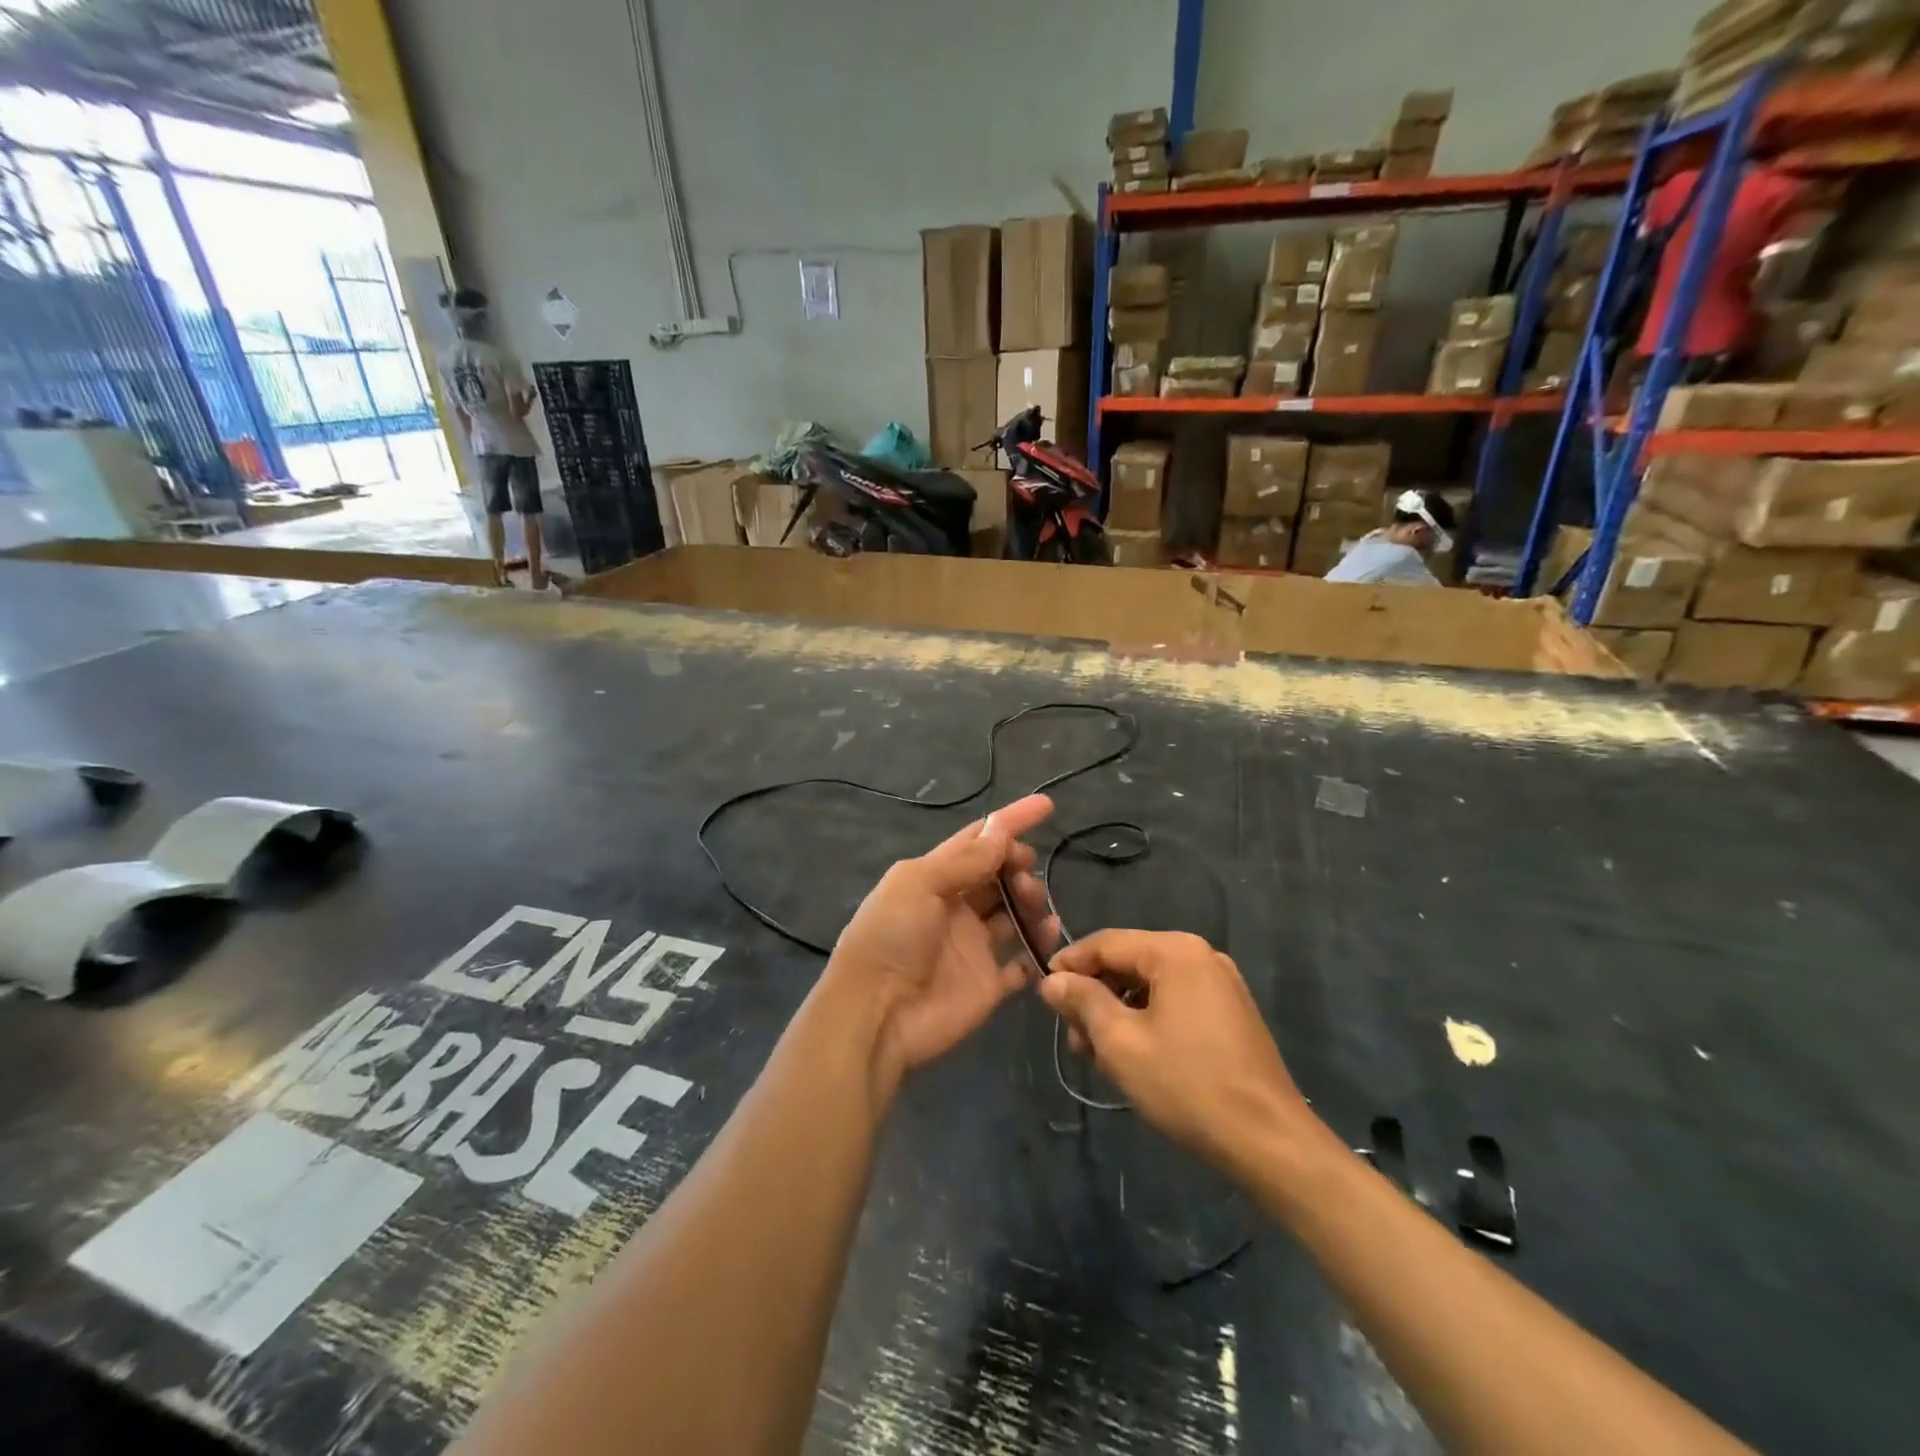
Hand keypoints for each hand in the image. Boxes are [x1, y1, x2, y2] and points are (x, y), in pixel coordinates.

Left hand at [827, 794, 1058, 1088]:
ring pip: (1015, 914)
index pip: (978, 841)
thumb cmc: (891, 937)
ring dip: (1031, 903)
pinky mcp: (988, 984)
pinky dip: (1038, 949)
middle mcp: (956, 908)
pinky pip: (1022, 963)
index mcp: (934, 878)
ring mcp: (974, 947)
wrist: (876, 1014)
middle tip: (1026, 876)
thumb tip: (1002, 831)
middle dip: (1019, 867)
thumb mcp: (920, 884)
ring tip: (1035, 907)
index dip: (1010, 822)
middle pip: (999, 876)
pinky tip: (1047, 939)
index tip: (1046, 806)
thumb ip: (965, 860)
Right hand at [1039, 930, 1310, 1176]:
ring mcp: (1221, 983)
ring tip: (1097, 1054)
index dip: (1069, 963)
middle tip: (1071, 1036)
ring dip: (1118, 1012)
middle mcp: (1201, 955)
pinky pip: (1175, 1001)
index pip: (1106, 942)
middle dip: (1095, 995)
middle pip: (1129, 962)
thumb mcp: (1120, 1042)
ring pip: (1150, 985)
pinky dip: (1147, 1020)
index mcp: (1175, 951)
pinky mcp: (1231, 1012)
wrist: (1269, 1140)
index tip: (1042, 991)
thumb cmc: (1187, 1084)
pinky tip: (1133, 1055)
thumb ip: (1082, 1001)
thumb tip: (1051, 980)